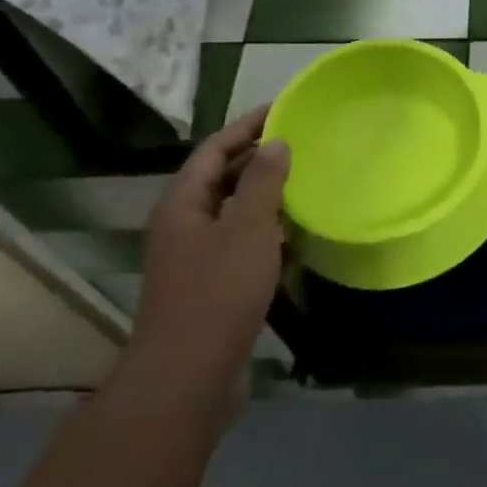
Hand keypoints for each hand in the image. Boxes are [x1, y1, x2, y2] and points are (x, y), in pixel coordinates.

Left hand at [125, 108, 289, 414]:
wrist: (188, 377)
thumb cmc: (218, 293)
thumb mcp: (247, 228)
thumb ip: (262, 181)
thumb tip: (276, 142)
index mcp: (182, 204)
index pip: (214, 149)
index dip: (247, 126)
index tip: (284, 109)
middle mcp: (182, 225)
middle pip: (219, 177)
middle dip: (256, 157)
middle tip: (300, 142)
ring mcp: (194, 257)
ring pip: (231, 210)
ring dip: (263, 193)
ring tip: (303, 180)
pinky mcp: (210, 284)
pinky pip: (239, 241)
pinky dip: (265, 229)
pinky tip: (294, 233)